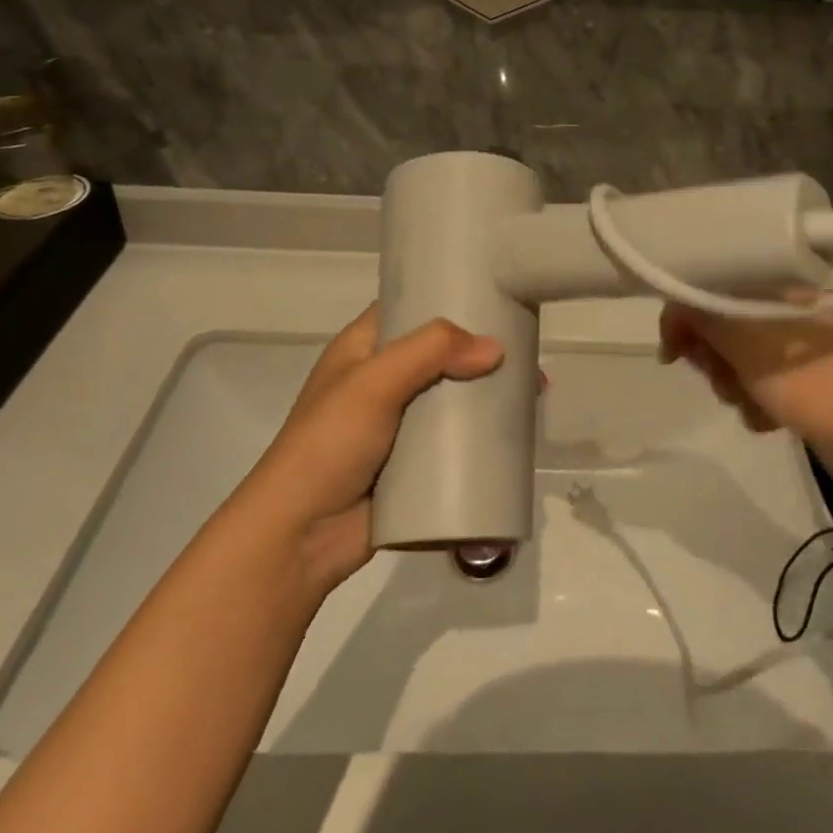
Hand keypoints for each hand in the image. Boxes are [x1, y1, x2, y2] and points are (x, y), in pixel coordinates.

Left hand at [243, 309, 502, 597]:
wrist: (299, 538)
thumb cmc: (328, 444)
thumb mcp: (373, 383)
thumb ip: (431, 352)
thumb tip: (496, 349)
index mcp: (362, 349)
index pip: (409, 307)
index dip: (447, 297)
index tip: (495, 295)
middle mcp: (381, 380)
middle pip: (440, 353)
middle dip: (481, 351)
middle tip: (528, 352)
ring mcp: (398, 424)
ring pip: (451, 396)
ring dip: (487, 393)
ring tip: (533, 392)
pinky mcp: (412, 463)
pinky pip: (454, 439)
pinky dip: (480, 433)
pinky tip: (514, 432)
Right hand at [658, 303, 832, 479]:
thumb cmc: (809, 381)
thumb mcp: (746, 344)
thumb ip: (703, 319)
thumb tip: (673, 307)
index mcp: (772, 290)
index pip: (710, 290)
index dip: (685, 320)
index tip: (673, 355)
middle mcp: (780, 311)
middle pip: (720, 329)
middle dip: (714, 361)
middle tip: (723, 380)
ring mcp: (792, 347)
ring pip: (736, 362)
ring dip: (735, 388)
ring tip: (754, 404)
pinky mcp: (801, 380)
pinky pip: (759, 386)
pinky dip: (758, 403)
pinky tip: (770, 420)